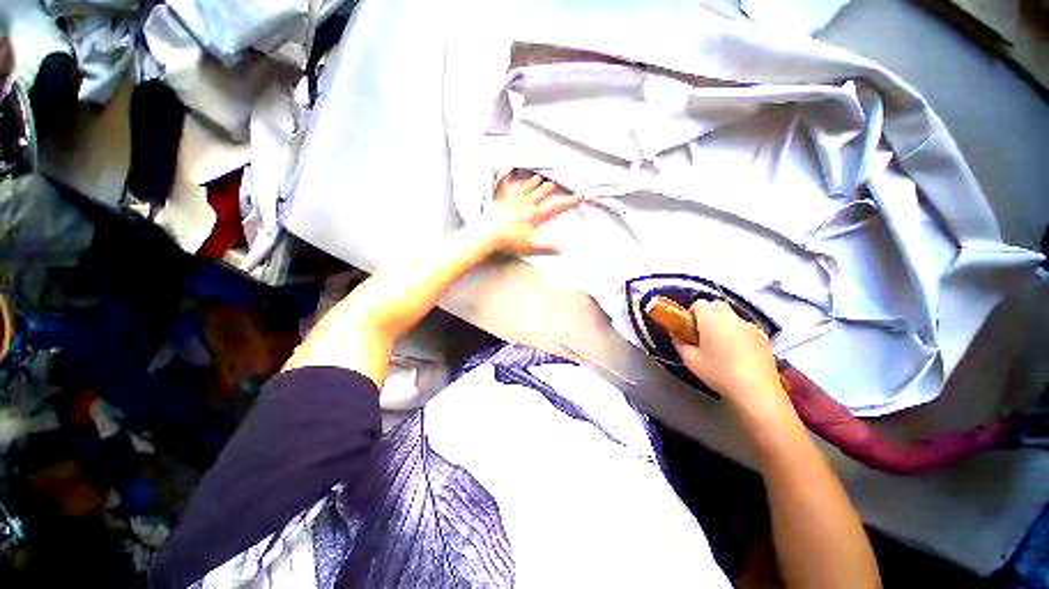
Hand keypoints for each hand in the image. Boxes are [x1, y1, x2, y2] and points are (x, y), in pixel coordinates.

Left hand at [479, 171, 581, 255]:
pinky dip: (507, 181)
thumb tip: (562, 247)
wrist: (487, 236)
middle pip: (542, 193)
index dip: (568, 201)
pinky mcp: (501, 202)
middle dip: (552, 190)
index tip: (578, 197)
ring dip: (535, 183)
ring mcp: (512, 202)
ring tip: (540, 178)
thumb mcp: (532, 247)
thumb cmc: (508, 241)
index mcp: (534, 215)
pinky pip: (505, 188)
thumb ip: (548, 247)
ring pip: (527, 188)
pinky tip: (506, 175)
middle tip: (558, 186)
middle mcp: (525, 205)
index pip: (556, 206)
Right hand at [672, 300, 789, 419]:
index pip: (699, 303)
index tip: (689, 326)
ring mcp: (750, 326)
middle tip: (703, 332)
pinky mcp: (763, 336)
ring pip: (732, 316)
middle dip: (708, 313)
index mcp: (711, 320)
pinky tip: (738, 351)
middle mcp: (732, 318)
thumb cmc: (718, 373)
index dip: (692, 312)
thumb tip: (675, 333)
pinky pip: (745, 327)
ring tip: (721, 343)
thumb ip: (679, 343)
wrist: (755, 391)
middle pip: (717, 305)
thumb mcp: (691, 360)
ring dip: (724, 322)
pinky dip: (738, 332)